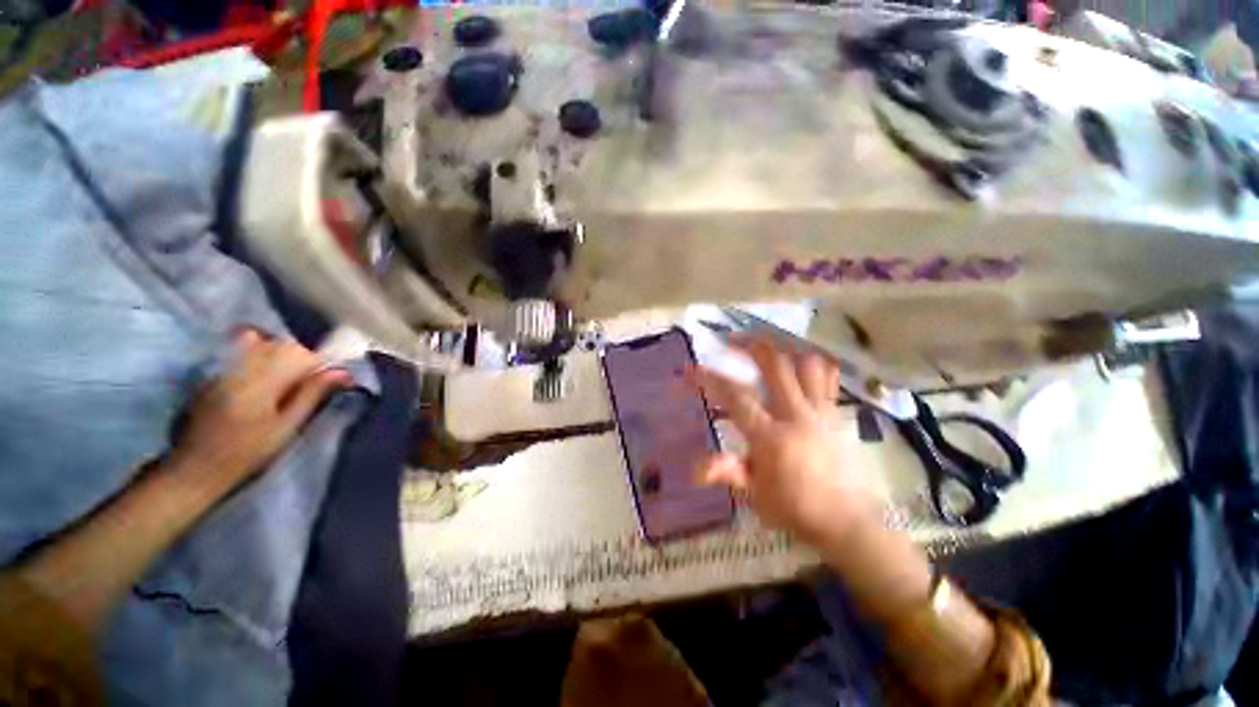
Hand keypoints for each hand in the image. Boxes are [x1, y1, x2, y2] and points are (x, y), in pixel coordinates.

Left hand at [166, 330, 351, 493]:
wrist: (195, 466)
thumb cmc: (248, 452)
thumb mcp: (288, 427)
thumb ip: (313, 394)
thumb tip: (343, 372)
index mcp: (265, 379)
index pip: (304, 354)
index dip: (322, 364)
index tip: (333, 380)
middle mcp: (243, 364)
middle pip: (282, 344)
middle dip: (301, 357)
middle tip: (309, 381)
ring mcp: (223, 365)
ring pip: (260, 341)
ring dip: (278, 353)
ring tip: (283, 376)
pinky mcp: (211, 370)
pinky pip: (239, 347)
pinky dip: (255, 351)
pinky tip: (259, 373)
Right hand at [691, 338, 879, 543]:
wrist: (846, 522)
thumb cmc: (795, 510)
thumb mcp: (756, 495)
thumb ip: (728, 472)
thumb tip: (695, 470)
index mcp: (771, 437)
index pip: (736, 397)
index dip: (710, 379)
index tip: (690, 369)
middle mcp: (796, 416)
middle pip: (775, 366)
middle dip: (750, 346)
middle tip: (731, 340)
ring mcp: (819, 412)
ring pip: (806, 365)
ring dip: (784, 350)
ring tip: (765, 347)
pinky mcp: (834, 415)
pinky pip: (828, 379)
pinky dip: (814, 364)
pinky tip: (800, 362)